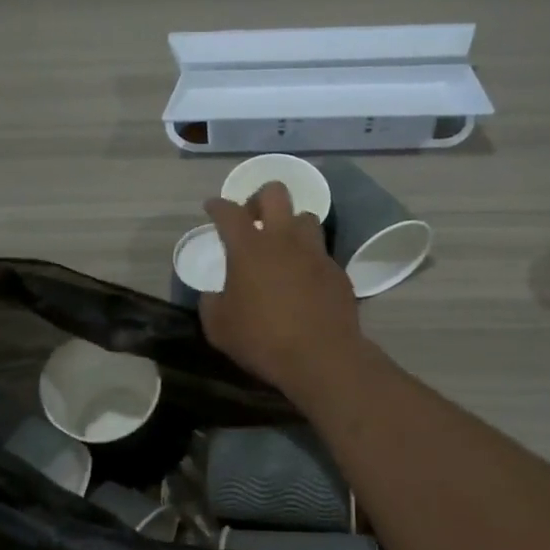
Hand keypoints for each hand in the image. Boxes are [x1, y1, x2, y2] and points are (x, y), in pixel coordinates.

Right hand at [200, 181, 362, 398]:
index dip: (217, 206)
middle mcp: (283, 239)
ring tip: (283, 247)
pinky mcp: (337, 271)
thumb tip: (214, 295)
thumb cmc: (262, 339)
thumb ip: (211, 304)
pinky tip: (304, 279)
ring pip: (305, 217)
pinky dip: (309, 258)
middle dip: (260, 199)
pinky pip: (321, 252)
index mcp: (249, 248)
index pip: (229, 212)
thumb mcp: (219, 328)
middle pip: (275, 193)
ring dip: (290, 225)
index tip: (212, 207)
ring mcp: (314, 252)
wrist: (321, 357)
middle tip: (252, 219)